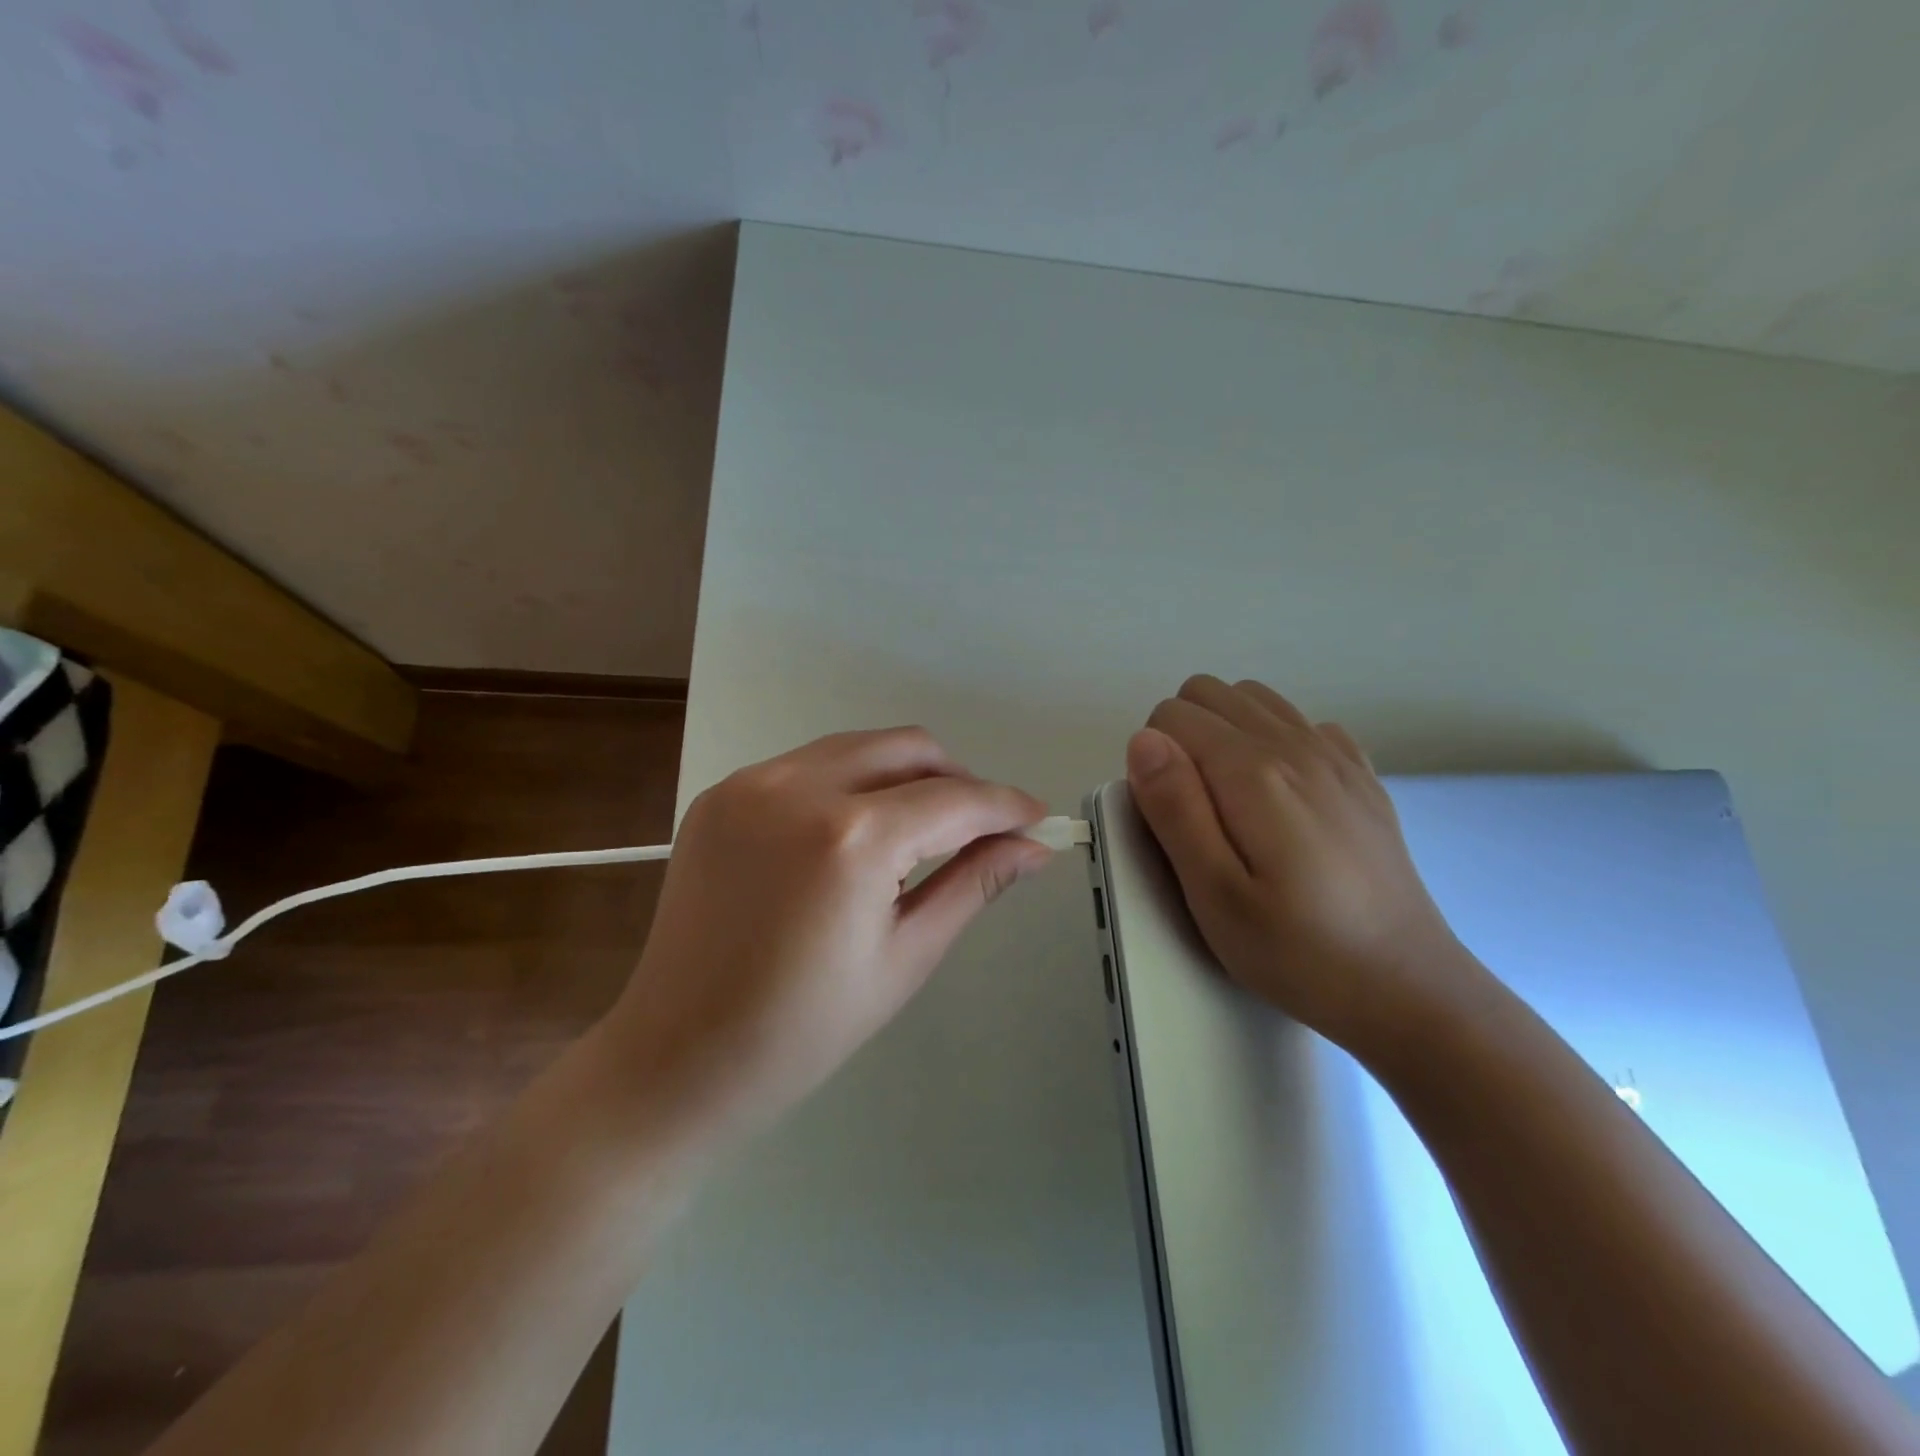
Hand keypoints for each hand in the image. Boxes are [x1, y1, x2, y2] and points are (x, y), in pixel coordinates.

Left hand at [603, 728, 1051, 1136]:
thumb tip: (1034, 846)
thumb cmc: (803, 1029)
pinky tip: (851, 836)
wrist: (677, 1054)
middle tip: (978, 828)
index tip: (1038, 819)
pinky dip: (849, 784)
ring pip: (858, 747)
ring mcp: (751, 783)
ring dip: (904, 776)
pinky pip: (808, 765)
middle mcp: (798, 787)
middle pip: (908, 747)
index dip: (1006, 806)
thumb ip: (973, 883)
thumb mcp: (906, 956)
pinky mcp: (722, 793)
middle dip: (958, 779)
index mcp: (851, 839)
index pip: (954, 799)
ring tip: (919, 832)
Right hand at [1125, 675, 1475, 1058]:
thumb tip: (1144, 741)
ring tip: (1230, 800)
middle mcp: (1295, 745)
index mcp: (1252, 772)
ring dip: (1224, 731)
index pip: (1170, 718)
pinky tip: (1280, 797)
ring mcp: (1335, 755)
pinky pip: (1300, 722)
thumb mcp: (1214, 895)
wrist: (1406, 987)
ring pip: (1252, 698)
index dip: (1154, 764)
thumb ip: (1174, 809)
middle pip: (1208, 693)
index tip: (1173, 820)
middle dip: (1182, 737)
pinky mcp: (1359, 775)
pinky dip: (1274, 740)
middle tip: (1195, 812)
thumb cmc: (1296, 950)